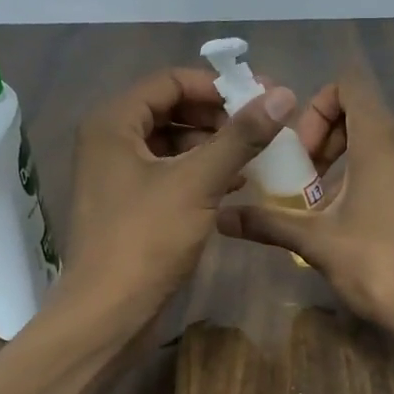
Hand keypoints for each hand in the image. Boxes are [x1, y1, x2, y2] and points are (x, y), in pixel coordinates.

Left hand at [60, 68, 292, 331]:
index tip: (260, 99)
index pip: (170, 81)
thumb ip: (241, 137)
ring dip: (214, 145)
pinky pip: (170, 173)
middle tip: (262, 127)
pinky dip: (202, 172)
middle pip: (171, 109)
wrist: (110, 311)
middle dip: (218, 116)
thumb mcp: (198, 182)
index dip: (217, 86)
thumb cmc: (147, 239)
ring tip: (255, 155)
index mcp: (114, 123)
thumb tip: (283, 95)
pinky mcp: (130, 204)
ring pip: (173, 143)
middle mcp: (110, 140)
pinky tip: (236, 184)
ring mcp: (118, 174)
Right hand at [216, 72, 393, 348]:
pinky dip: (377, 178)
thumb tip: (221, 220)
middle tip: (307, 182)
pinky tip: (364, 224)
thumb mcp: (317, 242)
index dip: (317, 106)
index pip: (349, 82)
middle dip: (328, 138)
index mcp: (381, 138)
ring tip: (330, 208)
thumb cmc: (378, 265)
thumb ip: (269, 223)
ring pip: (384, 142)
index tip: (304, 152)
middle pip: (364, 112)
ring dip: (350, 162)